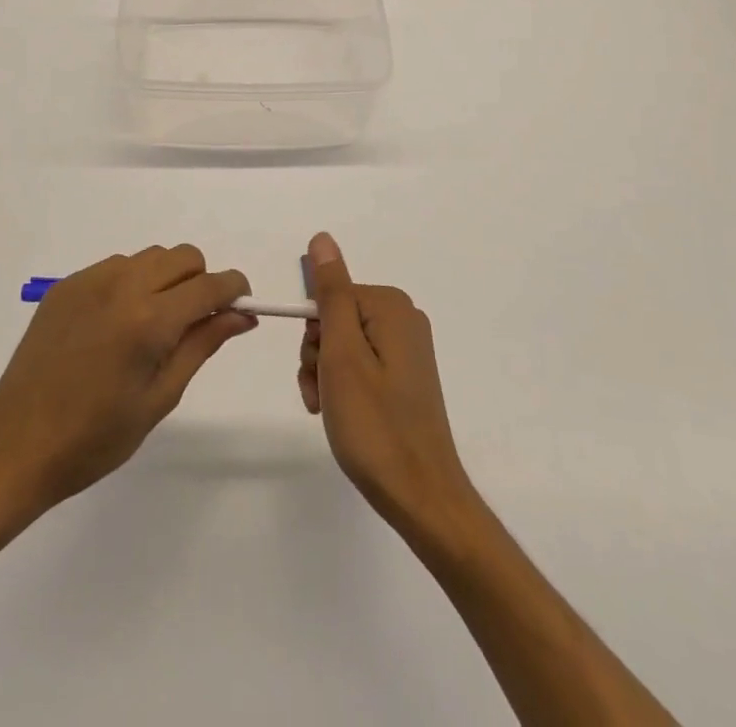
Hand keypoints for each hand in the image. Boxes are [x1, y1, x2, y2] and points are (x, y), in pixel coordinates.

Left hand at [0, 246, 254, 516]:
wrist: (15, 447)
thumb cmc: (95, 438)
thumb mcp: (160, 397)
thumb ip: (202, 345)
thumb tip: (242, 315)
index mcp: (149, 320)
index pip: (210, 284)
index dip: (234, 289)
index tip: (241, 306)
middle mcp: (122, 286)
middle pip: (183, 257)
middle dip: (200, 281)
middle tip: (193, 323)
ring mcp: (90, 281)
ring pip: (150, 257)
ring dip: (166, 279)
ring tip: (152, 325)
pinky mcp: (66, 285)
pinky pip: (116, 266)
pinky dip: (131, 282)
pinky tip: (117, 324)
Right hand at [298, 232, 476, 536]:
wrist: (421, 496)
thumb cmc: (375, 424)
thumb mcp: (342, 354)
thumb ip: (331, 293)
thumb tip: (322, 239)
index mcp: (391, 306)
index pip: (329, 297)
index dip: (314, 334)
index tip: (319, 370)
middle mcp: (404, 319)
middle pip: (336, 319)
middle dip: (319, 356)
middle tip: (323, 394)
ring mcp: (407, 349)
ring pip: (343, 345)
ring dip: (326, 376)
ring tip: (331, 411)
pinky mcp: (406, 376)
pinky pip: (361, 365)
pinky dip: (344, 387)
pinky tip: (343, 416)